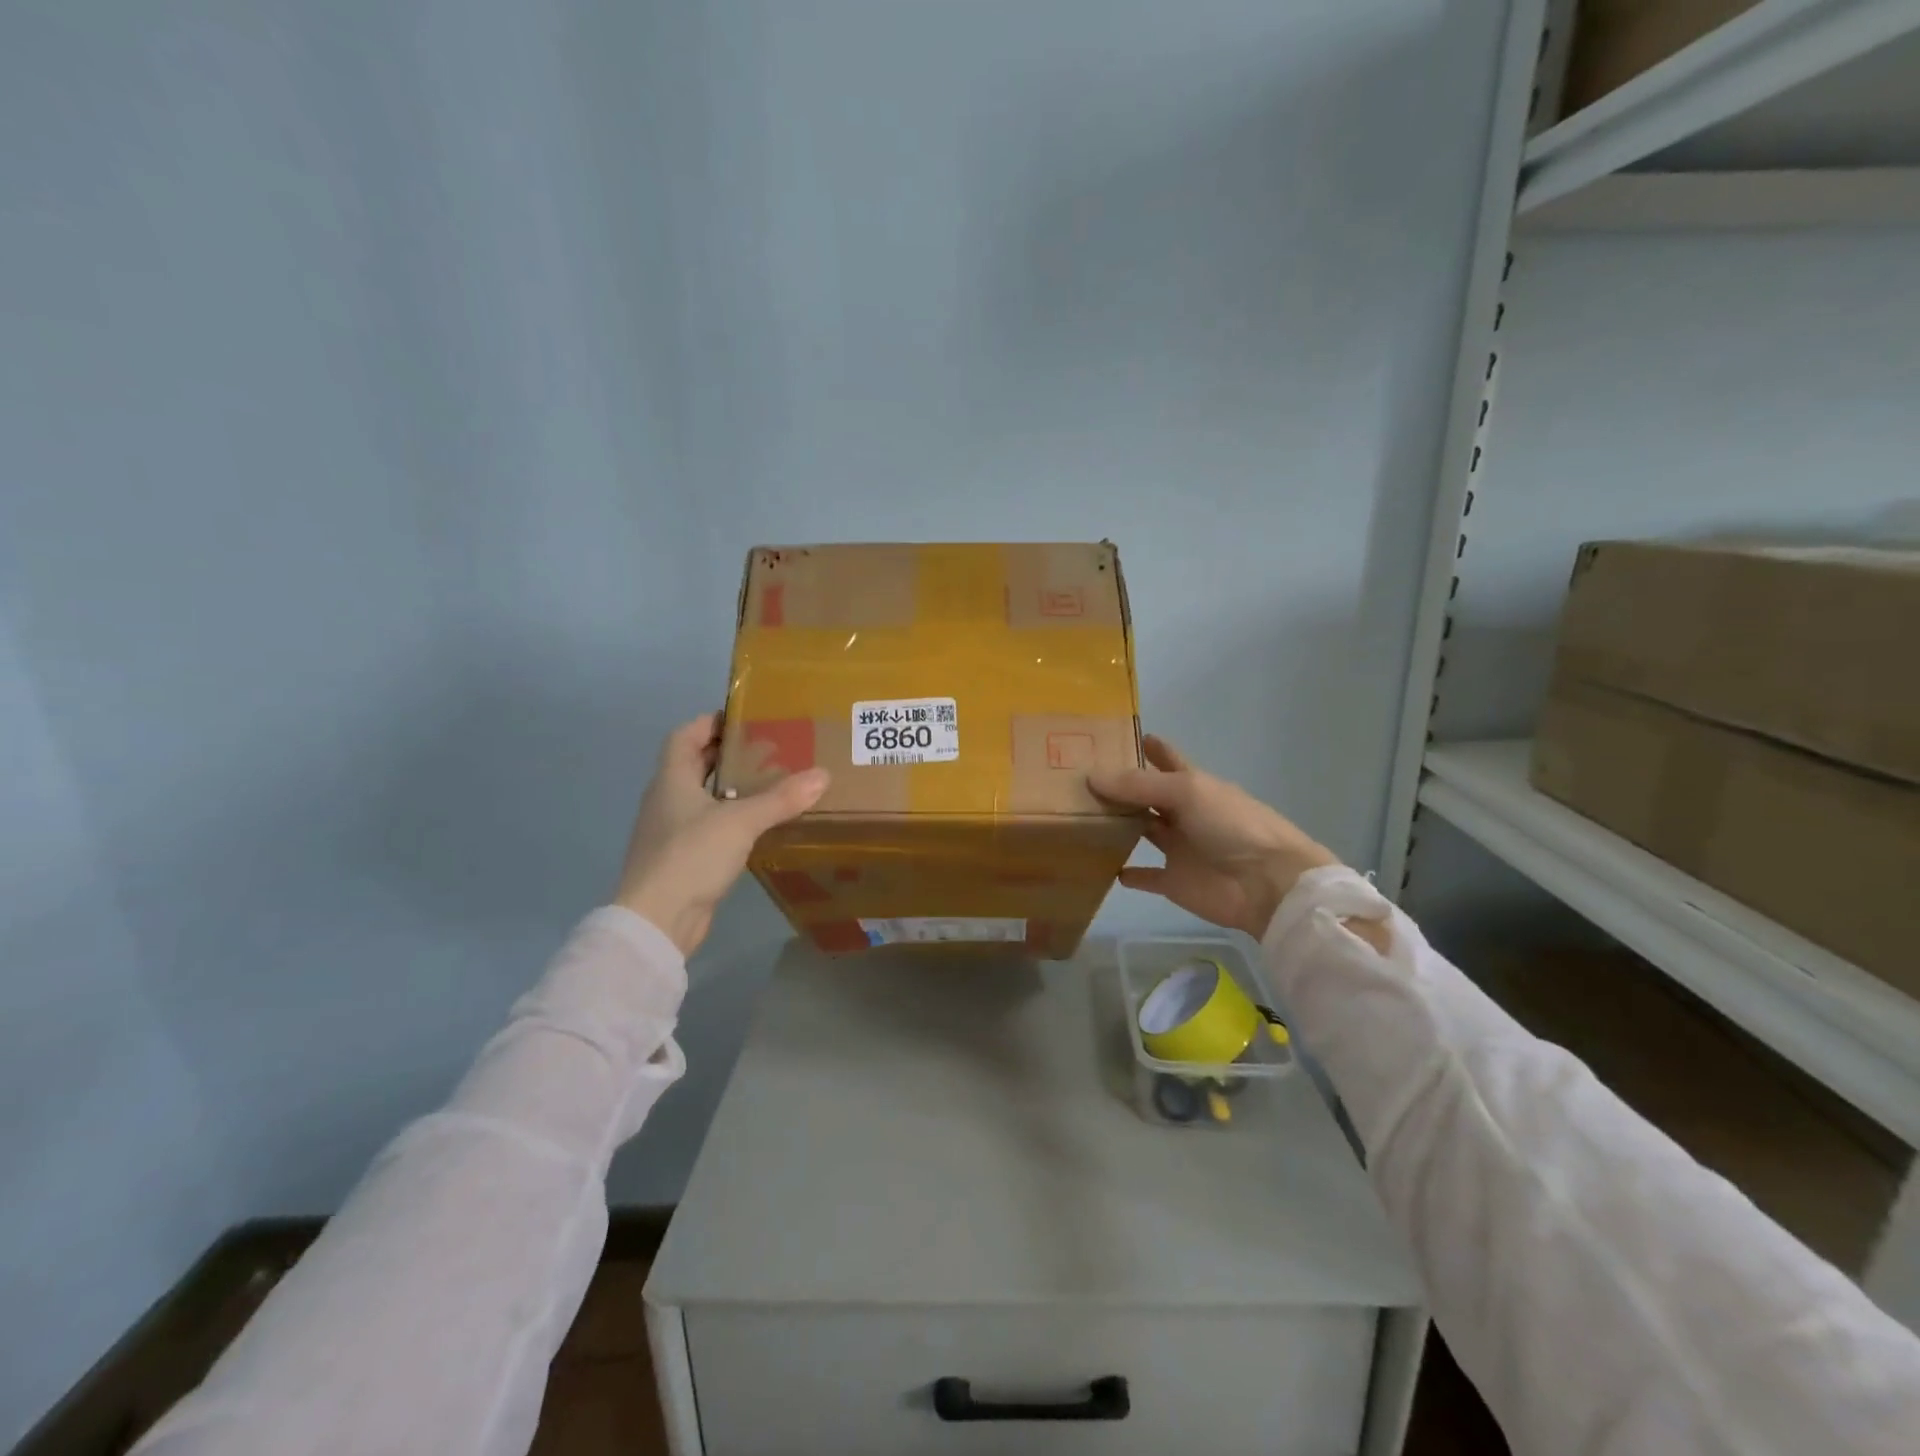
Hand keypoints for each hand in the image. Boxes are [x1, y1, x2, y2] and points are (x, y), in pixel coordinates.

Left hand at [615, 713, 829, 954]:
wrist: (658, 920)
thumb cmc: (691, 855)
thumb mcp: (741, 821)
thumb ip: (781, 798)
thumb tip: (823, 775)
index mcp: (671, 779)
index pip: (684, 736)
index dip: (708, 722)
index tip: (742, 717)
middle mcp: (666, 800)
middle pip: (694, 765)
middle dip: (727, 754)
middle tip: (767, 749)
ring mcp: (671, 832)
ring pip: (702, 797)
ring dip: (730, 788)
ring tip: (770, 783)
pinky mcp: (681, 859)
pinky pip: (708, 827)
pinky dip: (730, 819)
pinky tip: (758, 826)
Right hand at [1088, 735, 1339, 939]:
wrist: (1267, 883)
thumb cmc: (1231, 825)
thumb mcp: (1187, 792)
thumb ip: (1139, 785)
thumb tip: (1091, 776)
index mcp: (1193, 785)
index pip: (1167, 759)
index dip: (1149, 747)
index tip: (1116, 736)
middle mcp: (1183, 813)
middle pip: (1148, 796)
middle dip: (1121, 787)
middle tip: (1079, 777)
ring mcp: (1179, 847)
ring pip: (1142, 831)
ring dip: (1118, 826)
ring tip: (1081, 817)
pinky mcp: (1173, 881)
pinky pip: (1145, 876)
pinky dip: (1128, 874)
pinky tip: (1104, 868)